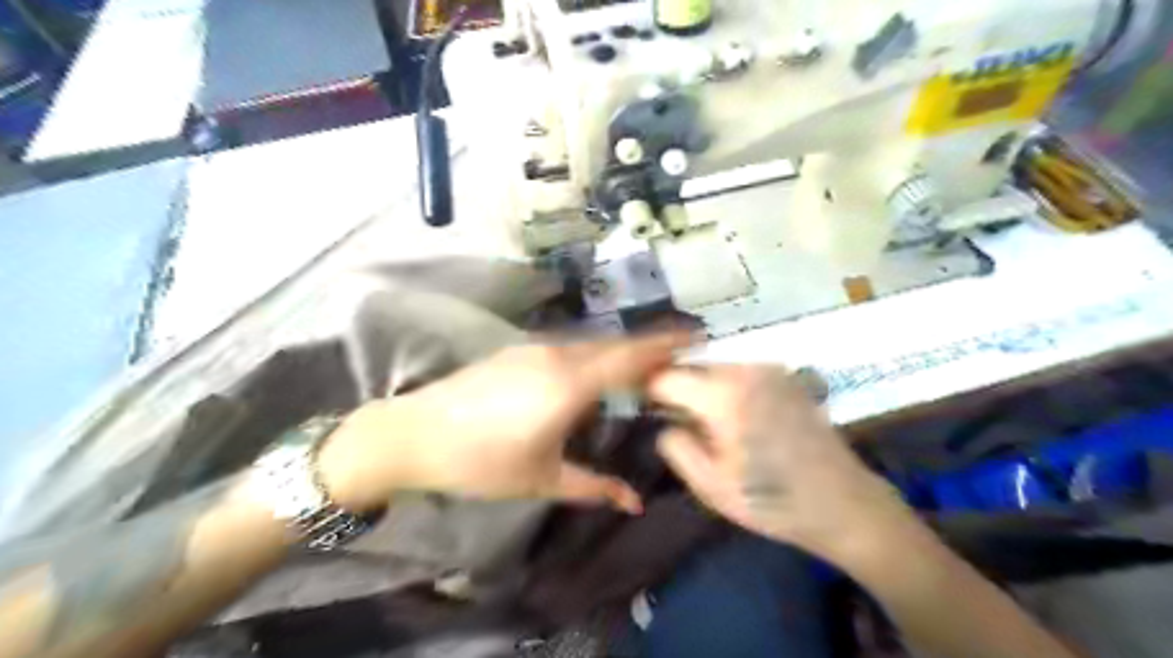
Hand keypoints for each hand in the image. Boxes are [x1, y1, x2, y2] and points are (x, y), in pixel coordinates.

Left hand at [316, 335, 687, 514]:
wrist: (413, 434)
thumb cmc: (481, 461)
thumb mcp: (543, 478)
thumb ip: (594, 487)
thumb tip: (635, 503)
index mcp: (570, 383)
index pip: (631, 356)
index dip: (666, 345)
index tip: (696, 337)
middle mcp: (557, 354)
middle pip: (615, 344)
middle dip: (649, 347)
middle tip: (678, 357)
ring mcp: (534, 347)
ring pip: (591, 343)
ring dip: (620, 350)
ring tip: (644, 365)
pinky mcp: (518, 349)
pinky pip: (570, 345)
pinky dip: (594, 353)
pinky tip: (596, 371)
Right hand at [652, 366, 905, 559]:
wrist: (844, 503)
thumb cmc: (773, 500)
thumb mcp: (711, 485)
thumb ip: (676, 447)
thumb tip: (665, 423)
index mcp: (724, 396)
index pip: (667, 376)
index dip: (650, 392)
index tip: (645, 410)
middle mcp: (746, 370)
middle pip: (692, 366)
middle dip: (678, 389)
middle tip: (677, 422)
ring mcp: (769, 369)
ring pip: (716, 367)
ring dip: (703, 388)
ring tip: (709, 424)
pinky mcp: (785, 376)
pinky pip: (740, 372)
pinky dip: (727, 388)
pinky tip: (739, 418)